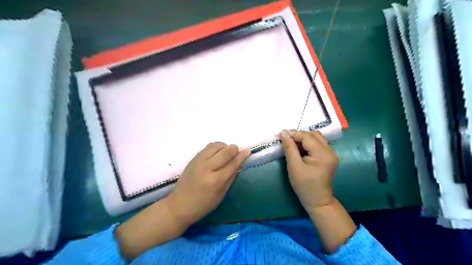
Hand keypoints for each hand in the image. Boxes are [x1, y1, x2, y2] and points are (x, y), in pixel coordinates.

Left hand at [166, 143, 249, 227]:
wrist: (179, 205)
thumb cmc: (203, 204)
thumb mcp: (221, 194)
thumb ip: (231, 177)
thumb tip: (240, 162)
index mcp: (216, 181)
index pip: (232, 164)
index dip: (241, 156)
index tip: (248, 150)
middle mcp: (207, 168)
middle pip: (225, 151)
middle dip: (234, 149)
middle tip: (236, 152)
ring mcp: (198, 161)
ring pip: (216, 145)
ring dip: (224, 147)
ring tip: (225, 154)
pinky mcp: (193, 158)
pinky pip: (208, 147)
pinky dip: (215, 148)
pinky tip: (217, 154)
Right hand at [277, 129, 336, 208]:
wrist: (317, 200)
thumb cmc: (304, 185)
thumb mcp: (294, 166)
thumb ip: (289, 148)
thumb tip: (283, 133)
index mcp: (323, 154)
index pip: (307, 137)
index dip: (294, 134)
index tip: (281, 134)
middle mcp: (330, 151)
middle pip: (314, 134)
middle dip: (299, 135)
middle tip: (287, 140)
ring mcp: (331, 154)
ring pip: (317, 138)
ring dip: (304, 139)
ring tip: (292, 144)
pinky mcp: (329, 157)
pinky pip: (318, 144)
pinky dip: (308, 144)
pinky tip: (300, 149)